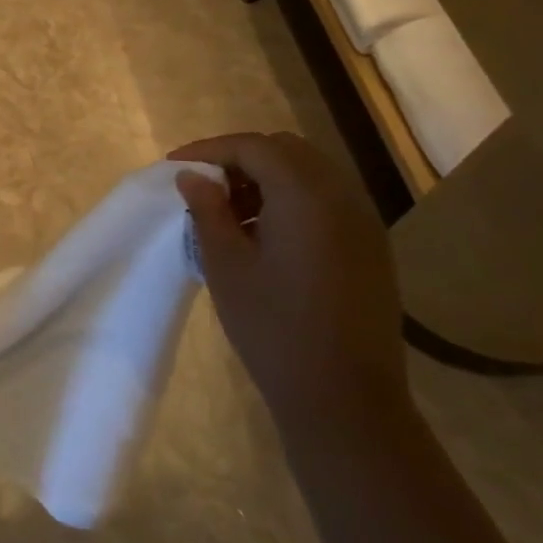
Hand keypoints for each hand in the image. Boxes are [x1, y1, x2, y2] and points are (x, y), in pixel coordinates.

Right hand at [170, 132, 407, 432]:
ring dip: (266, 179)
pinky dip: (290, 201)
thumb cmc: (273, 327)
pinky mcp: (369, 247)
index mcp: (305, 196)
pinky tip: (264, 236)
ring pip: (308, 174)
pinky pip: (325, 201)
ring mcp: (363, 222)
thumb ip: (208, 211)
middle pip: (286, 151)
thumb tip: (192, 178)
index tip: (174, 167)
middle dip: (239, 159)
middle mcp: (342, 196)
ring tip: (229, 214)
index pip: (253, 147)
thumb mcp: (226, 265)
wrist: (344, 396)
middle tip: (203, 188)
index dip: (209, 150)